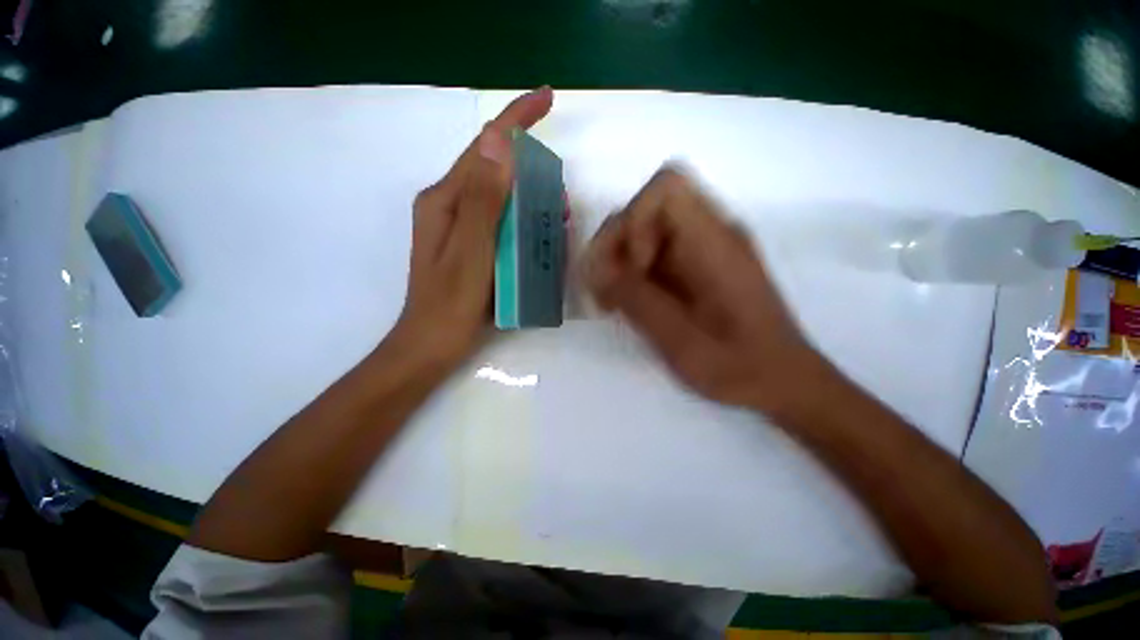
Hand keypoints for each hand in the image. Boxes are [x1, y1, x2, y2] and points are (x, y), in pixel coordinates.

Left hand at [385, 87, 553, 369]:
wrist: (432, 343)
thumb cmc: (450, 304)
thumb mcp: (470, 253)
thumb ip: (482, 200)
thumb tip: (497, 142)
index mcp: (445, 200)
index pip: (483, 147)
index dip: (516, 120)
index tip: (548, 98)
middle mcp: (449, 205)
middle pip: (493, 170)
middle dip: (530, 169)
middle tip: (561, 196)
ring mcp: (459, 226)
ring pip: (499, 196)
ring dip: (530, 197)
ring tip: (558, 217)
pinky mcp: (469, 244)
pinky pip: (500, 219)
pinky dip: (522, 219)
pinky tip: (538, 234)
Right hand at [586, 166, 819, 411]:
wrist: (782, 380)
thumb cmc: (738, 366)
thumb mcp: (679, 339)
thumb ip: (636, 299)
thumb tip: (597, 270)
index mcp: (714, 242)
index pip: (665, 188)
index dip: (635, 222)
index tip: (633, 270)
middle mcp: (711, 233)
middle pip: (647, 208)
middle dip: (617, 246)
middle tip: (606, 292)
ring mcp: (704, 248)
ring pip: (645, 231)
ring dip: (619, 261)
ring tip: (611, 302)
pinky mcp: (698, 265)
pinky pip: (655, 252)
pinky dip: (633, 273)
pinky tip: (628, 303)